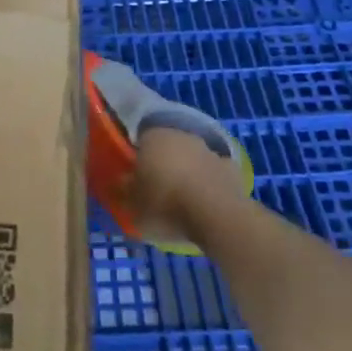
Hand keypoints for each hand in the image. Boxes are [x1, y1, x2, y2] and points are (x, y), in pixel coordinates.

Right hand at [127, 126, 249, 247]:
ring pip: (191, 158)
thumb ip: (123, 190)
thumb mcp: (132, 205)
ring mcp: (208, 149)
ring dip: (187, 172)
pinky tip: (206, 202)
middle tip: (157, 189)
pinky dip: (209, 183)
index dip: (137, 158)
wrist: (215, 215)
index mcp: (152, 136)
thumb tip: (121, 182)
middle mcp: (180, 135)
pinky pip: (213, 172)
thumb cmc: (165, 204)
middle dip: (163, 163)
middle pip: (167, 147)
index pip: (140, 139)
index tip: (135, 177)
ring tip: (182, 200)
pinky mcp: (230, 167)